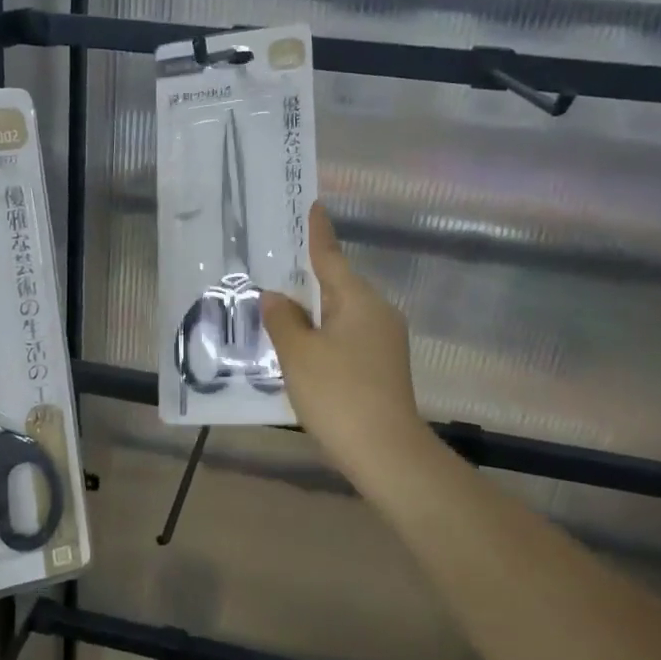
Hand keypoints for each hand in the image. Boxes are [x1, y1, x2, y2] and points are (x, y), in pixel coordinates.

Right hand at [262, 205, 436, 493]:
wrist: (385, 453)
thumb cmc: (339, 394)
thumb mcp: (298, 354)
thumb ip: (282, 319)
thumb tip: (276, 297)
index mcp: (359, 301)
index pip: (332, 257)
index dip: (318, 233)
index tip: (314, 207)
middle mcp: (378, 314)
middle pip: (337, 287)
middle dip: (307, 280)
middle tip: (274, 270)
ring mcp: (385, 343)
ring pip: (340, 316)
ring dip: (312, 314)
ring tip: (278, 313)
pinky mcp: (383, 368)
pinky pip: (346, 339)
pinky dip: (322, 337)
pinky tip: (301, 351)